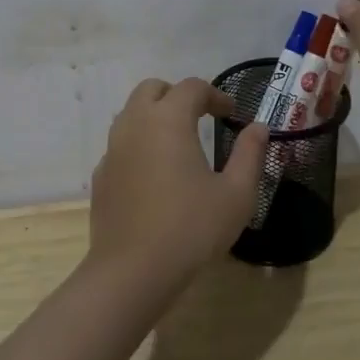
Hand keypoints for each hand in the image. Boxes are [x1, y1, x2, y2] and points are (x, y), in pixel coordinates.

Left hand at [88, 77, 268, 292]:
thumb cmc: (191, 228)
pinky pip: (120, 144)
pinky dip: (139, 144)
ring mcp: (112, 149)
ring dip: (155, 116)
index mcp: (168, 119)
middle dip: (178, 95)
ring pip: (131, 113)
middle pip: (152, 89)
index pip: (192, 87)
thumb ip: (250, 154)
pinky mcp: (100, 175)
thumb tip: (259, 127)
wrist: (132, 272)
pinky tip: (155, 175)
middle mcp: (135, 124)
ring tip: (178, 143)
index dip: (215, 95)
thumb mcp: (236, 194)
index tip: (232, 114)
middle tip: (200, 118)